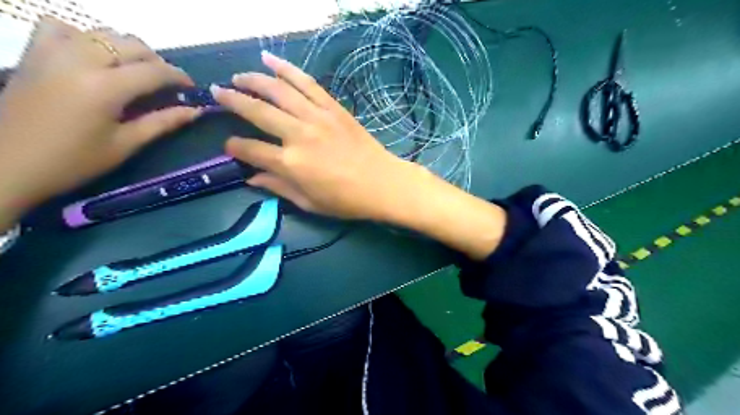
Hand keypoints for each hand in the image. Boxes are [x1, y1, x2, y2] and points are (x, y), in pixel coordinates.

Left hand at [0, 16, 199, 226]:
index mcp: (105, 87)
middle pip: (131, 45)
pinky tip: (92, 56)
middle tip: (167, 84)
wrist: (9, 164)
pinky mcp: (34, 54)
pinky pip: (61, 28)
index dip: (179, 77)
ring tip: (135, 71)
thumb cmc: (75, 161)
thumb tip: (195, 111)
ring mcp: (52, 52)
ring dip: (126, 48)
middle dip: (157, 62)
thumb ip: (162, 122)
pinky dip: (83, 36)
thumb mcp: (125, 145)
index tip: (192, 89)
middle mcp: (80, 60)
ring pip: (102, 32)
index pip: (154, 71)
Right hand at [214, 50, 421, 222]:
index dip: (235, 147)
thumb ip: (278, 187)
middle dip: (233, 100)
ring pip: (279, 90)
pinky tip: (271, 60)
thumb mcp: (309, 203)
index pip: (251, 150)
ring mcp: (317, 117)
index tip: (230, 145)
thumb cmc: (346, 200)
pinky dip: (287, 69)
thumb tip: (251, 178)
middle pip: (257, 111)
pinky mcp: (333, 108)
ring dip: (254, 79)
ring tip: (238, 75)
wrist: (383, 184)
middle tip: (218, 92)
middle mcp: (299, 135)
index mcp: (290, 163)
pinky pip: (307, 83)